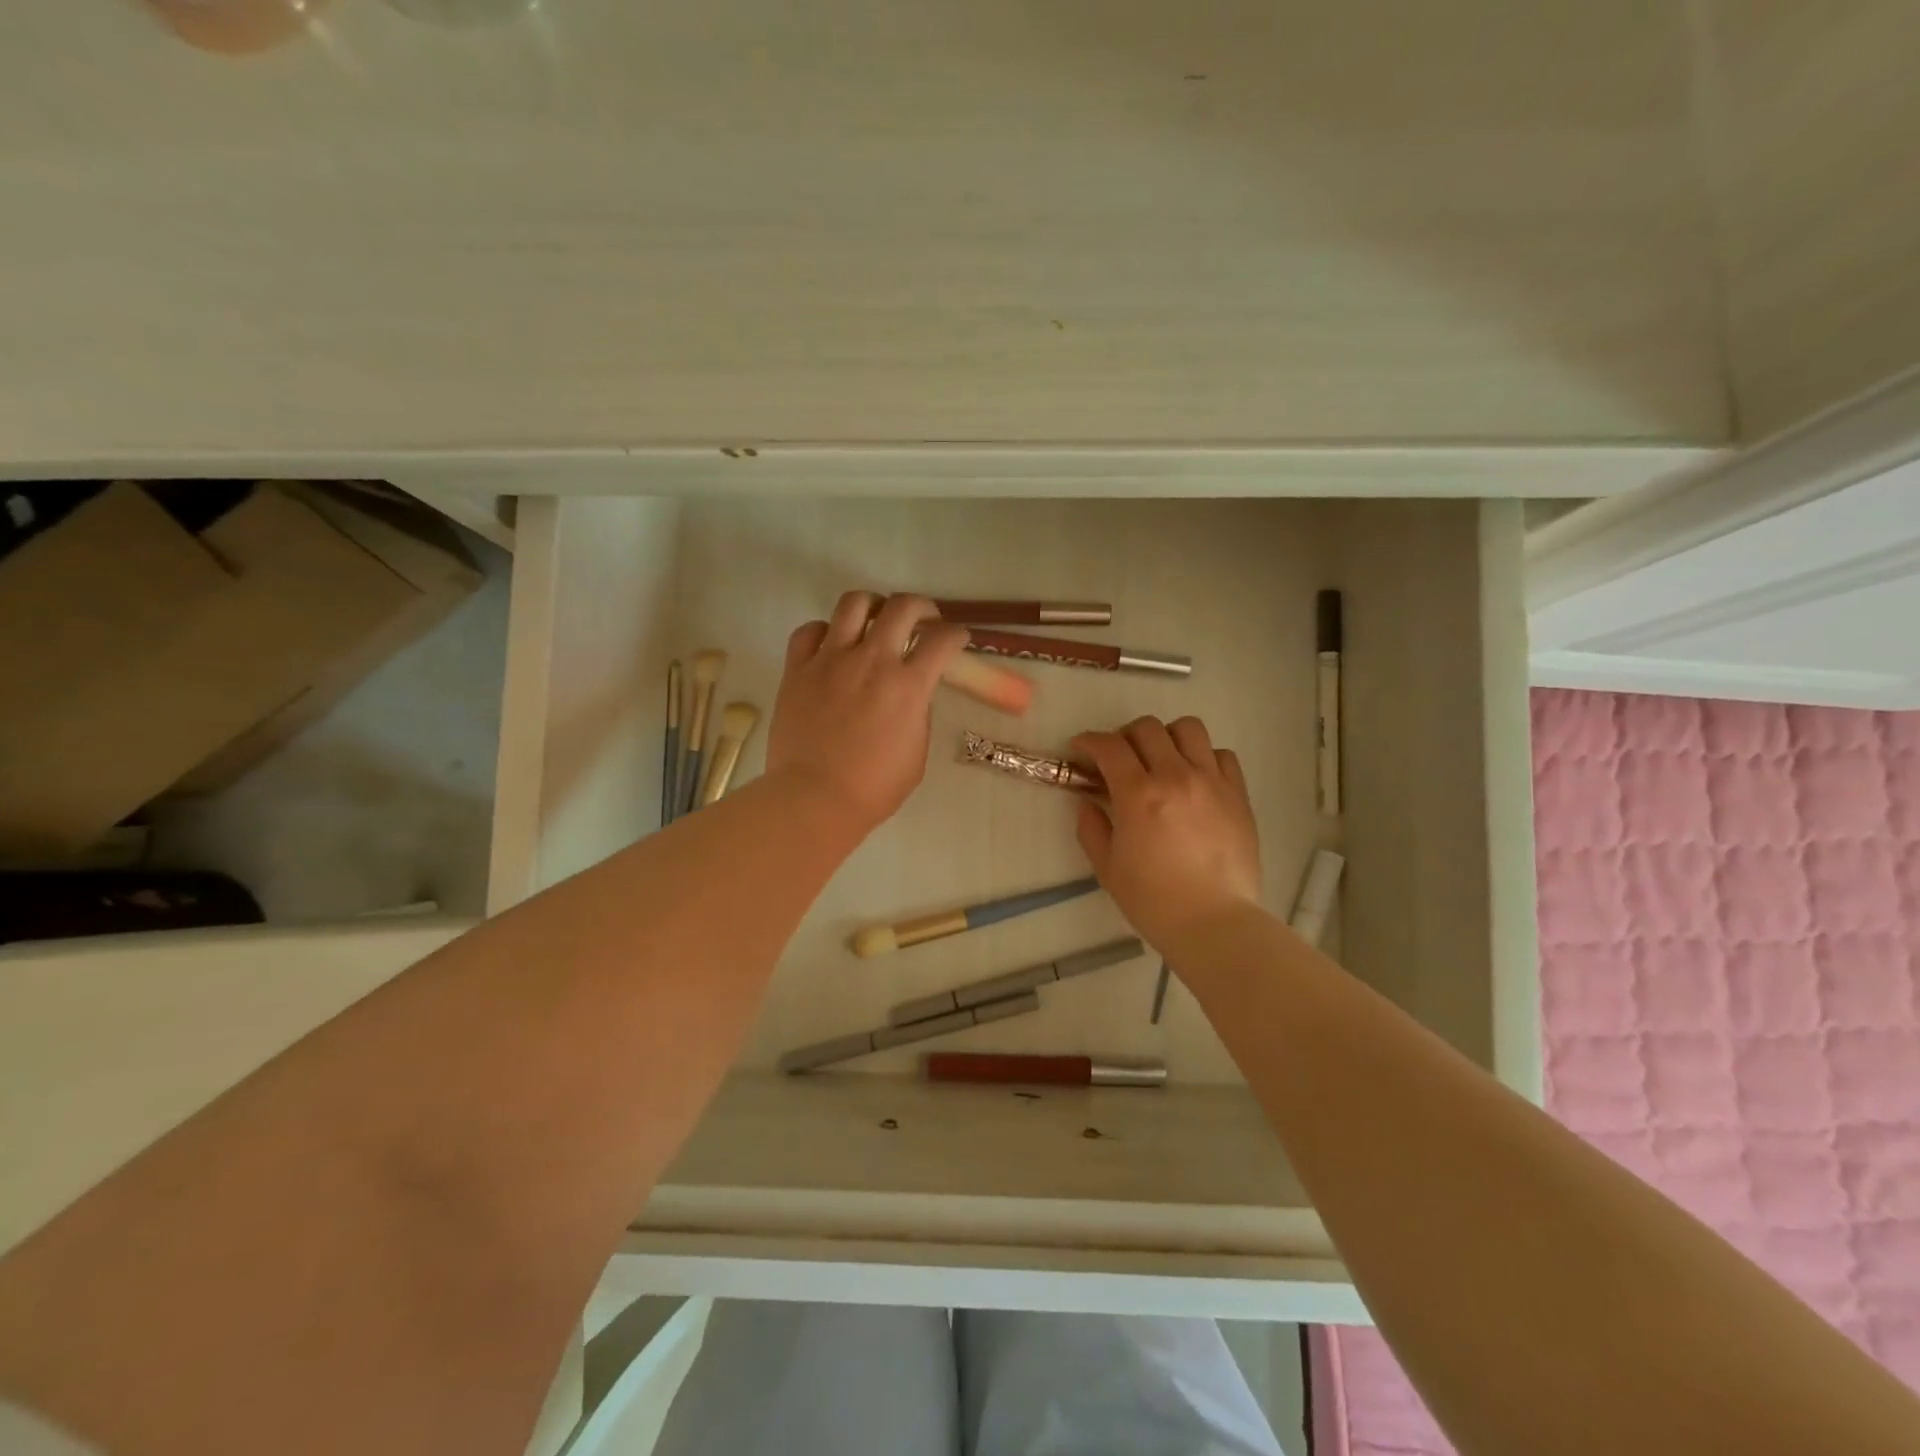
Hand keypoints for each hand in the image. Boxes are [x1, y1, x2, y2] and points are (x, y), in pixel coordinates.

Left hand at [766, 591, 968, 835]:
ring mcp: (830, 660)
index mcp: (908, 686)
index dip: (957, 634)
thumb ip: (918, 713)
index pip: (942, 640)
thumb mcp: (916, 752)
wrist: (814, 799)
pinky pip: (809, 631)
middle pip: (902, 606)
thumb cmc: (874, 788)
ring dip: (873, 606)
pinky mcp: (797, 669)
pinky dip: (825, 631)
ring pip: (853, 603)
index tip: (956, 639)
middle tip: (922, 620)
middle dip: (921, 607)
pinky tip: (831, 645)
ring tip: (875, 620)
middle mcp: (871, 661)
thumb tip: (913, 691)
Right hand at [1072, 716, 1261, 951]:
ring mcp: (1212, 781)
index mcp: (1138, 794)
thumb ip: (1092, 827)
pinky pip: (1221, 754)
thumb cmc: (1153, 900)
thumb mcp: (1107, 867)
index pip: (1109, 746)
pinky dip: (1203, 757)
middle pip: (1147, 728)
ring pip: (1188, 728)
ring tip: (1161, 759)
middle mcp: (1175, 776)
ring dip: (1167, 737)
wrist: (1214, 923)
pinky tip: (1195, 778)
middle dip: (1124, 736)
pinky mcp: (1238, 794)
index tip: (1081, 749)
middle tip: (1119, 759)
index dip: (1089, 741)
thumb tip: (1087, 802)